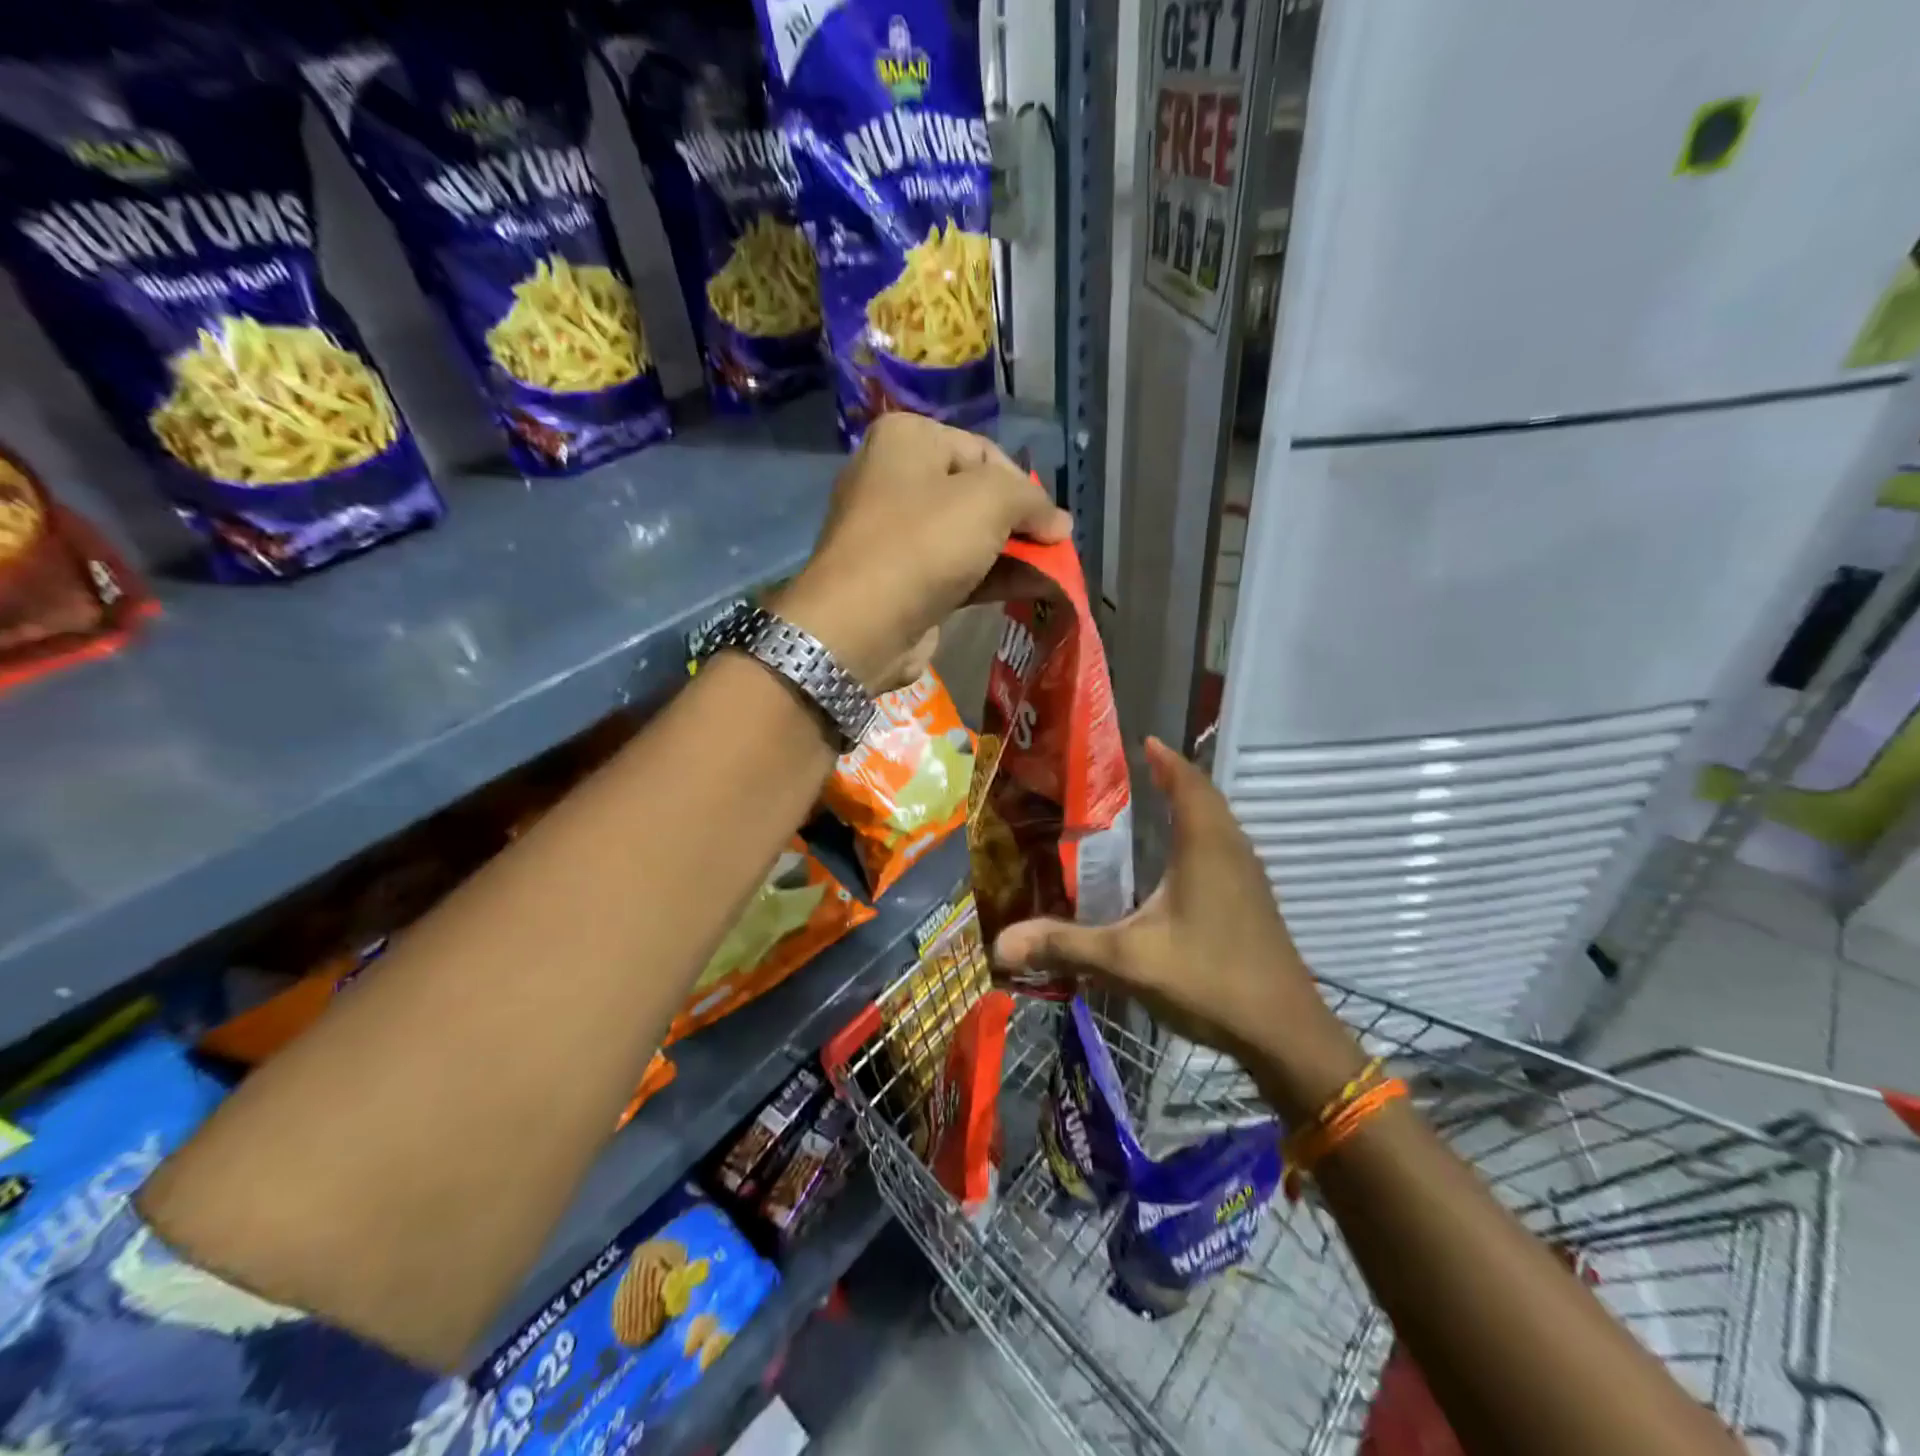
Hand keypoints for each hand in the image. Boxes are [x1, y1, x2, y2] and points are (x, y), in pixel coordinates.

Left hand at [774, 414, 1071, 692]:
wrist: (862, 626)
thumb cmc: (923, 544)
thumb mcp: (989, 500)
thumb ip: (1031, 500)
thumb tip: (1059, 523)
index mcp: (906, 439)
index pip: (984, 451)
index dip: (1024, 486)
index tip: (1050, 523)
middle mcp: (895, 479)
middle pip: (976, 494)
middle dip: (1019, 522)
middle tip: (1051, 548)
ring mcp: (895, 533)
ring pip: (969, 536)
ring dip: (1012, 554)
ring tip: (1052, 572)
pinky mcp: (903, 579)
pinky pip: (958, 570)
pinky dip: (993, 577)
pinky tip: (1030, 590)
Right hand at [992, 738, 1366, 1120]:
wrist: (1285, 1035)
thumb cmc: (1209, 979)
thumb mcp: (1128, 960)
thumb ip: (1065, 945)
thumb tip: (1001, 943)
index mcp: (1206, 846)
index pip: (1187, 782)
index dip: (1166, 760)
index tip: (1142, 741)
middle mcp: (1232, 851)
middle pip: (1205, 798)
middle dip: (1173, 779)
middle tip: (1135, 773)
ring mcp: (1249, 879)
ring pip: (1218, 826)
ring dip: (1189, 809)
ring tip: (1152, 810)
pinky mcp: (1254, 904)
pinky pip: (1223, 851)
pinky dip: (1199, 839)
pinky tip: (1175, 867)